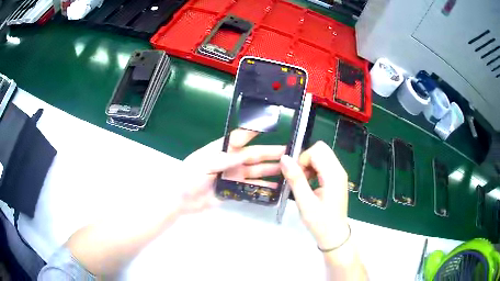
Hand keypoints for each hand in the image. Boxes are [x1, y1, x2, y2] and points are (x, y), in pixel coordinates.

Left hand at [180, 129, 284, 213]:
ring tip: (287, 171)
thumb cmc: (188, 177)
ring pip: (256, 172)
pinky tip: (275, 188)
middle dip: (270, 154)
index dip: (255, 133)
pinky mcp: (234, 190)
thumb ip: (224, 160)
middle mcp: (230, 161)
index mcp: (221, 150)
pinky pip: (251, 188)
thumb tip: (245, 154)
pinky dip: (263, 188)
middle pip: (253, 156)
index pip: (241, 138)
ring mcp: (233, 176)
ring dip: (270, 171)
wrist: (181, 200)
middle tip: (288, 153)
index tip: (271, 127)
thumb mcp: (204, 164)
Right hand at [280, 141, 349, 249]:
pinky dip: (314, 169)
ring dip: (310, 164)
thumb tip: (284, 158)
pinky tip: (310, 184)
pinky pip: (324, 164)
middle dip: (306, 159)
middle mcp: (339, 170)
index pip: (317, 150)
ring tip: (304, 183)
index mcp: (333, 175)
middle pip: (321, 149)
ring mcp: (339, 174)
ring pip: (322, 155)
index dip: (303, 159)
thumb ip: (295, 179)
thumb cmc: (320, 222)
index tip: (297, 177)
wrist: (334, 235)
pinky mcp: (337, 178)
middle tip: (300, 178)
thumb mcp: (305, 202)